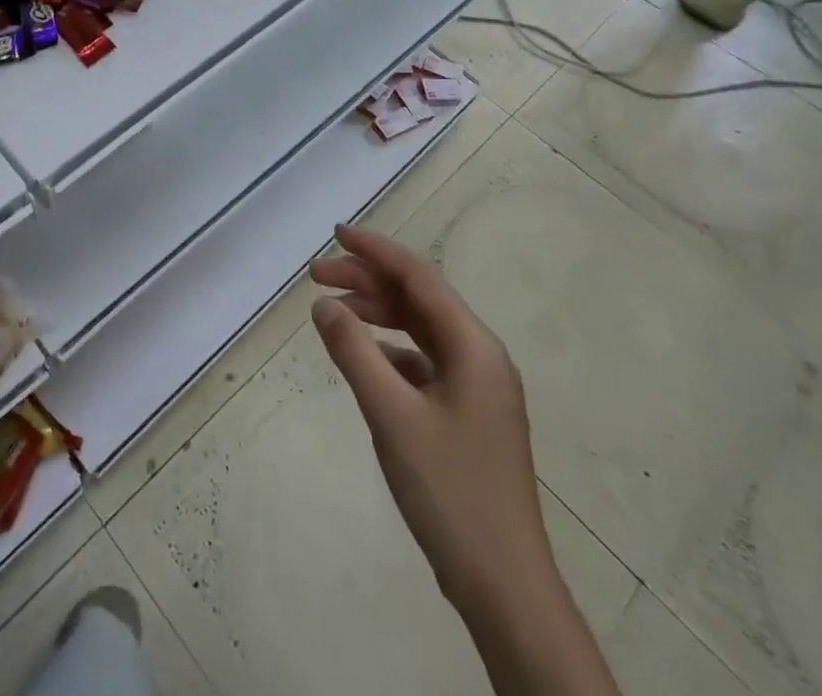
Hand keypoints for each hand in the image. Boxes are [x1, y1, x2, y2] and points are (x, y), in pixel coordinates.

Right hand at [309, 224, 552, 617]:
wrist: (505, 588)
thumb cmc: (450, 491)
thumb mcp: (391, 415)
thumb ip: (354, 352)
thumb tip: (324, 304)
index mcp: (473, 347)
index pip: (418, 277)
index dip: (375, 250)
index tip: (334, 234)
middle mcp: (481, 357)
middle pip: (418, 299)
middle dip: (368, 281)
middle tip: (316, 275)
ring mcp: (477, 388)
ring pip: (421, 330)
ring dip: (377, 314)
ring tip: (332, 311)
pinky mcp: (469, 415)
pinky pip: (424, 362)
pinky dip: (390, 350)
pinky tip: (363, 360)